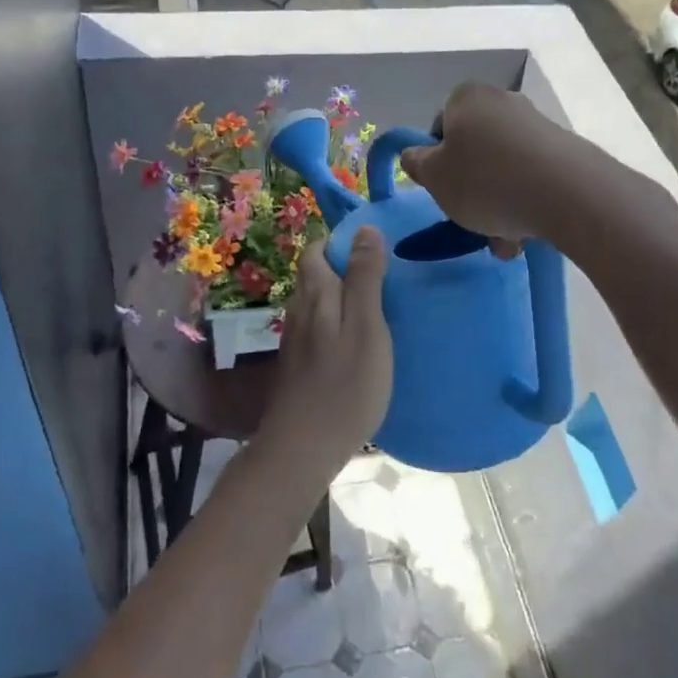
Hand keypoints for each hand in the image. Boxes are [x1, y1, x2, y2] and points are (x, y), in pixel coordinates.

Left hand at [261, 228, 392, 471]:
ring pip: (315, 301)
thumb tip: (365, 229)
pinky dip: (336, 322)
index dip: (340, 242)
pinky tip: (357, 342)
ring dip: (340, 295)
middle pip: (314, 274)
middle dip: (342, 267)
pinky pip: (316, 327)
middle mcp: (298, 310)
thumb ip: (365, 278)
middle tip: (382, 278)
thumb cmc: (344, 385)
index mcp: (315, 294)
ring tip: (375, 306)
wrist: (302, 449)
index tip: (374, 250)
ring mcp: (294, 339)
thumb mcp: (366, 326)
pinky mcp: (297, 364)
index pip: (316, 249)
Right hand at [399, 83, 562, 249]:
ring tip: (504, 242)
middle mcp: (502, 101)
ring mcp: (537, 123)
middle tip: (472, 222)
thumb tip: (415, 155)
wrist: (569, 193)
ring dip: (499, 203)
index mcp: (466, 98)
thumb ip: (417, 164)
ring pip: (504, 168)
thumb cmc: (486, 181)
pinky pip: (533, 176)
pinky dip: (526, 201)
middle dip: (472, 189)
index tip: (444, 191)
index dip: (437, 162)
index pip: (439, 127)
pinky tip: (528, 233)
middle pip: (475, 150)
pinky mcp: (565, 148)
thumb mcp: (435, 178)